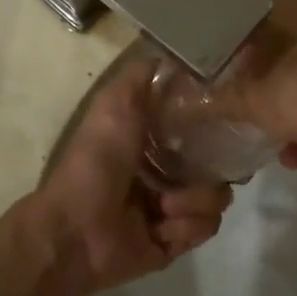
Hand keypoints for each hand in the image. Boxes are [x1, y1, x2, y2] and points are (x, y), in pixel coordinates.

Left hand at [31, 56, 232, 295]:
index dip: (211, 127)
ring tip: (165, 205)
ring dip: (193, 200)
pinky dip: (186, 225)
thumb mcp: (115, 105)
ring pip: (215, 198)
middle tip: (195, 171)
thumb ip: (141, 77)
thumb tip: (172, 53)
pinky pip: (205, 229)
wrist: (76, 230)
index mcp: (148, 143)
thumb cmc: (96, 163)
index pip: (198, 131)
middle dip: (211, 169)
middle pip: (214, 165)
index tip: (220, 123)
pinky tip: (163, 225)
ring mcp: (171, 210)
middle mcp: (163, 173)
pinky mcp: (175, 242)